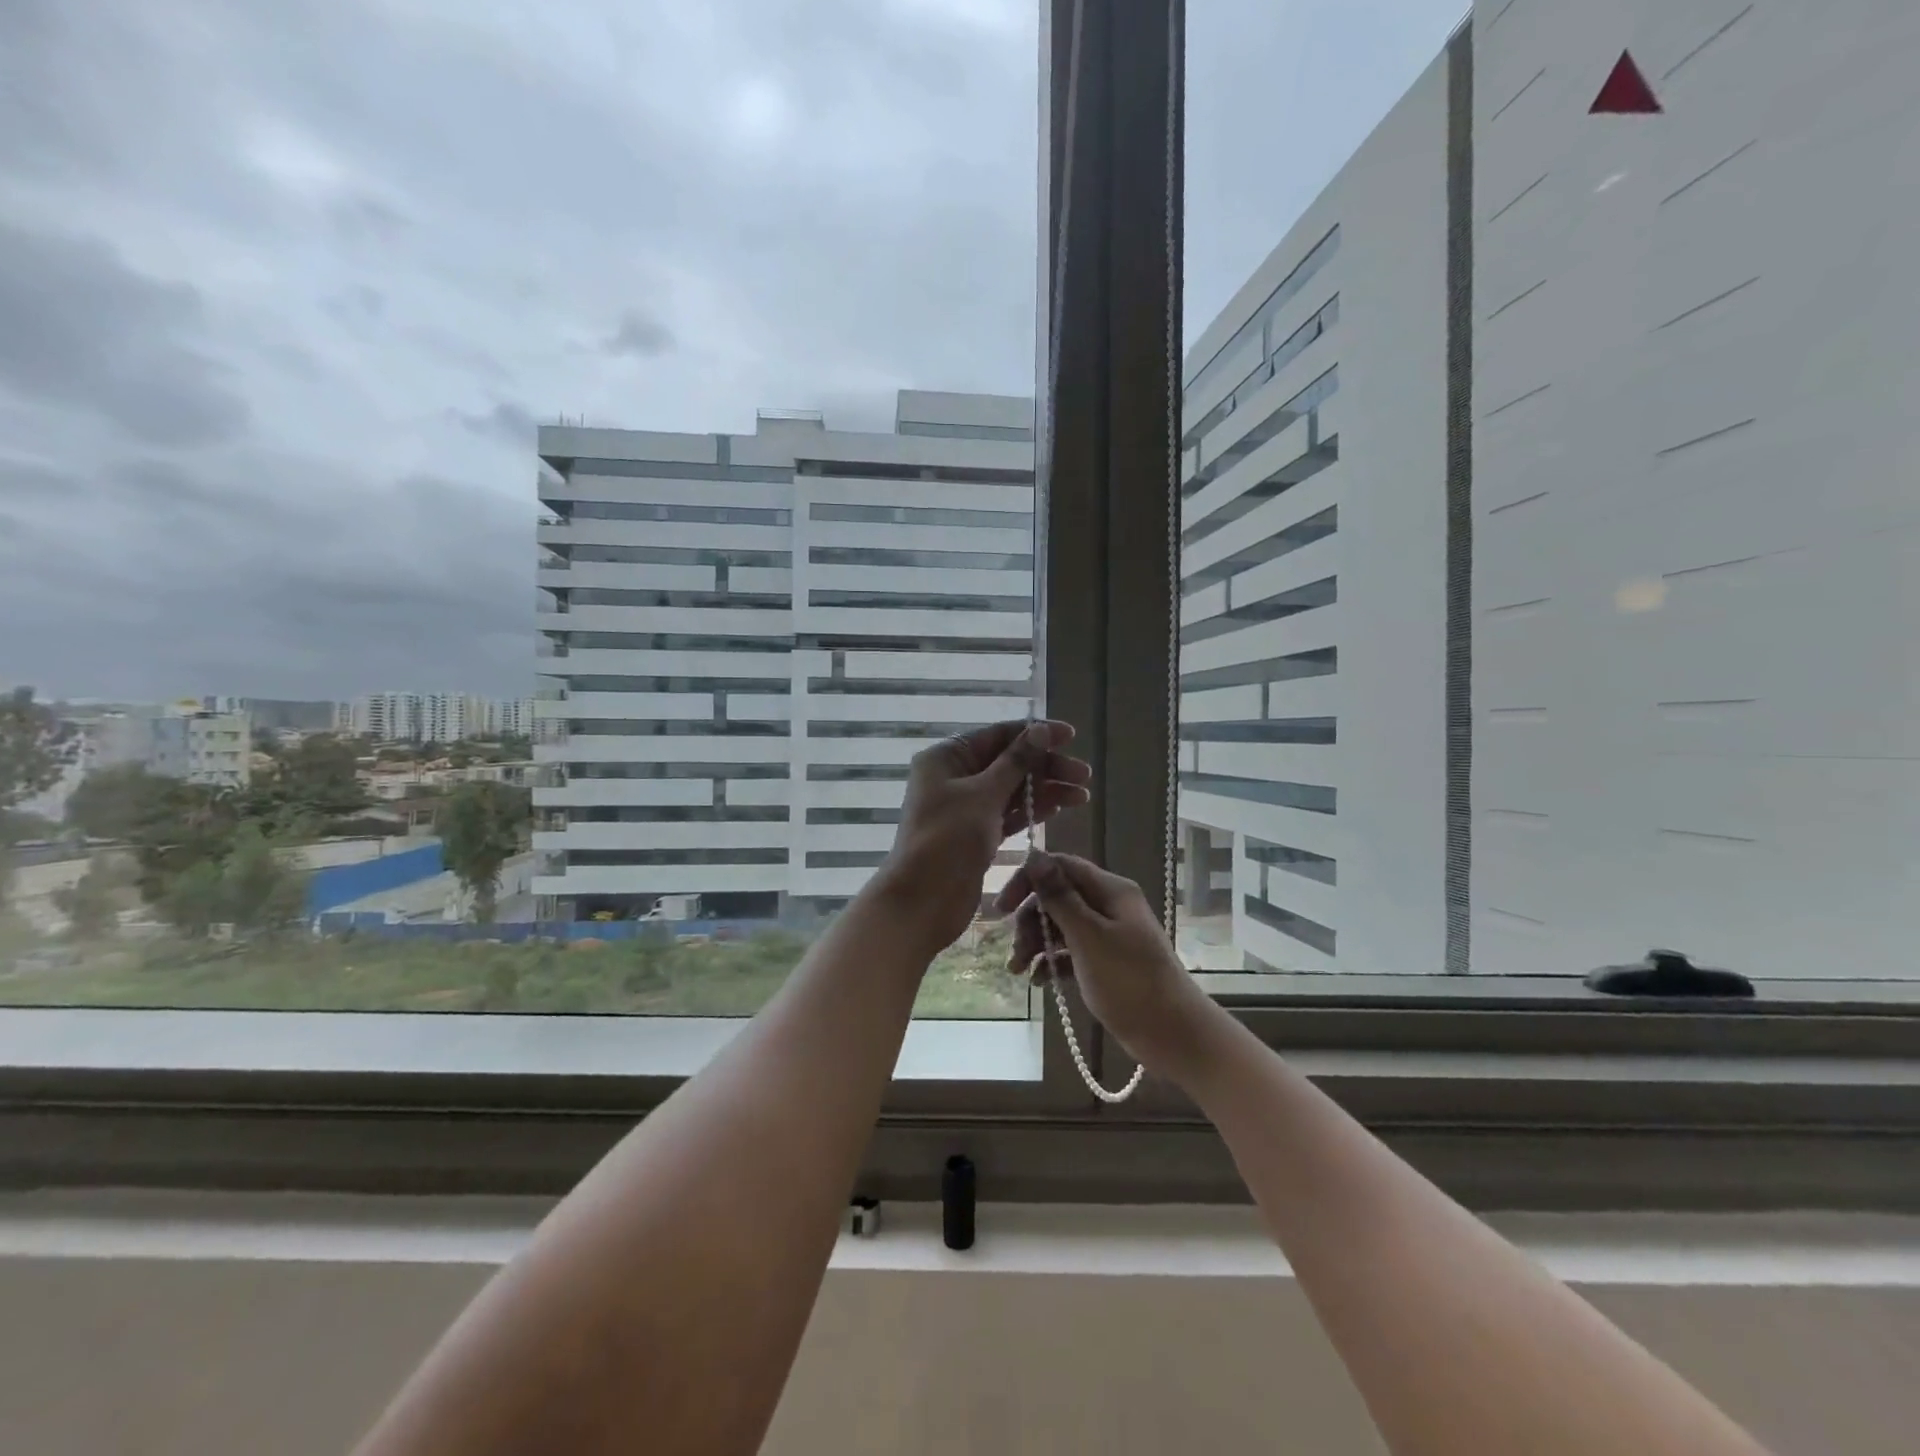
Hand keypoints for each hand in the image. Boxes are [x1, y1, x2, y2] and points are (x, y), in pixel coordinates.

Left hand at [872, 720, 1090, 954]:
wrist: (922, 903)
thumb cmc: (948, 841)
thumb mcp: (983, 796)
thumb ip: (1015, 762)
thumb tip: (1039, 730)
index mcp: (947, 758)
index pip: (998, 735)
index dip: (1035, 733)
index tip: (1071, 736)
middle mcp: (954, 777)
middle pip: (1008, 762)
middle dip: (1046, 766)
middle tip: (1083, 775)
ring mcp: (965, 807)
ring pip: (1012, 790)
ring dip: (1045, 790)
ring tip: (1082, 796)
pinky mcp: (976, 834)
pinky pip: (1008, 814)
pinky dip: (1031, 811)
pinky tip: (1058, 809)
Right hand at [993, 851, 1220, 1082]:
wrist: (1172, 1034)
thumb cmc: (1129, 981)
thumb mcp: (1088, 936)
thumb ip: (1059, 896)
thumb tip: (1034, 855)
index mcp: (1110, 890)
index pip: (1060, 867)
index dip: (1028, 881)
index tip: (1001, 909)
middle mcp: (1109, 906)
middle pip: (1057, 897)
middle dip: (1030, 920)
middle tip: (1014, 949)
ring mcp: (1108, 935)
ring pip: (1061, 926)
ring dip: (1036, 943)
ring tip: (1018, 971)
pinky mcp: (1106, 962)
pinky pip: (1070, 952)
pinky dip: (1052, 962)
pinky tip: (1038, 982)